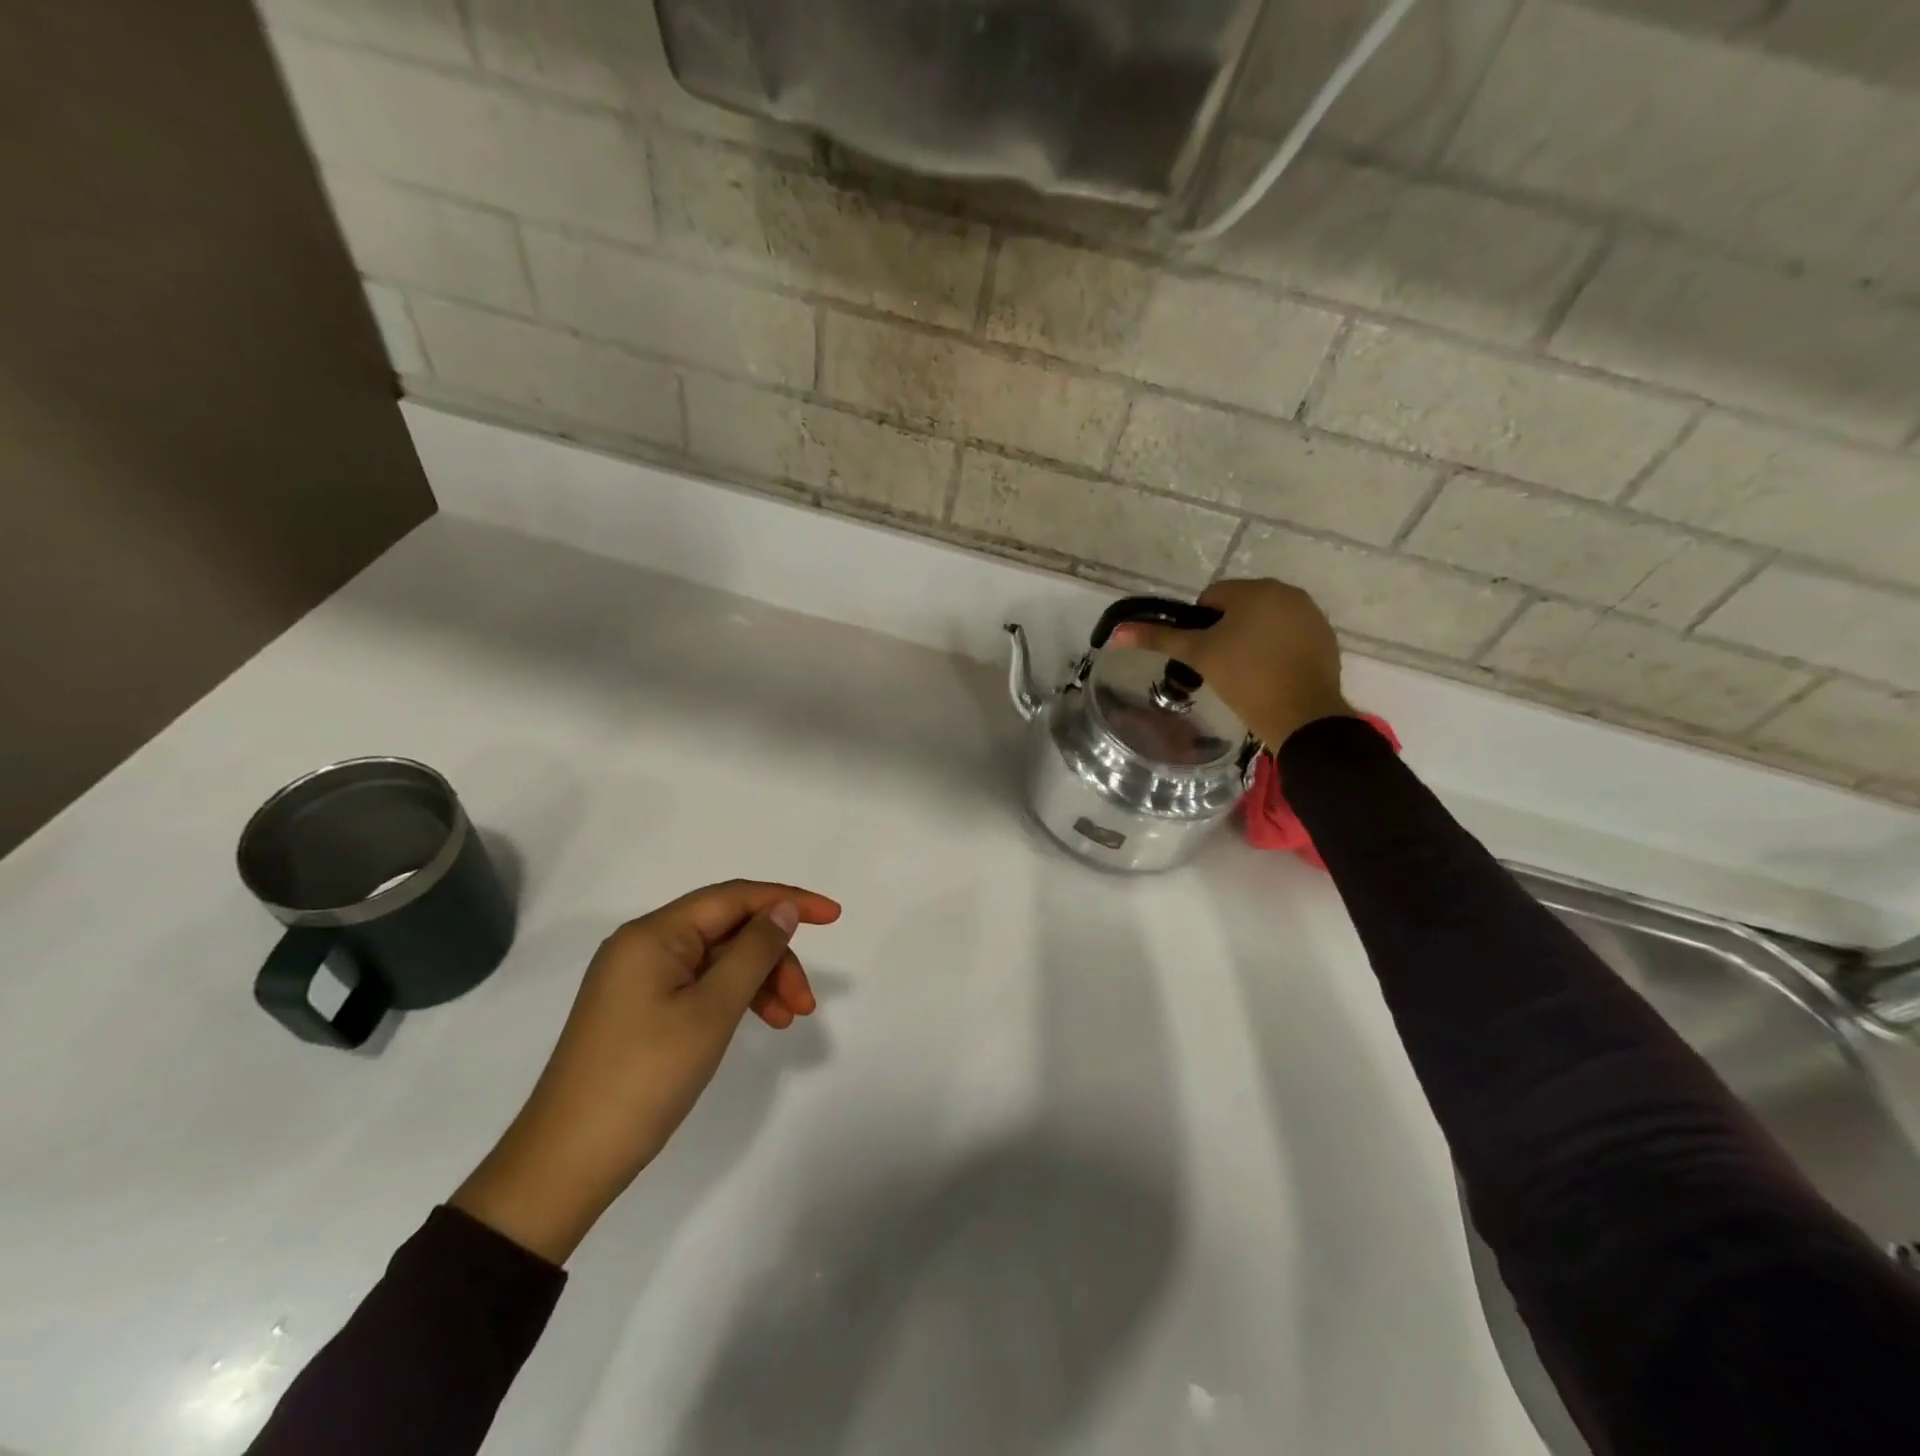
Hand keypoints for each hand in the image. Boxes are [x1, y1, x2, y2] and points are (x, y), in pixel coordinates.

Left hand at [451, 880, 841, 1262]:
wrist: (566, 1164)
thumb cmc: (645, 1077)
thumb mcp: (711, 1010)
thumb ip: (753, 951)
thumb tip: (782, 910)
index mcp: (654, 934)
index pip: (734, 897)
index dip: (788, 901)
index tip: (834, 917)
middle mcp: (644, 945)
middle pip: (728, 930)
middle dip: (774, 957)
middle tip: (806, 1003)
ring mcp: (639, 979)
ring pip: (718, 960)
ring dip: (759, 981)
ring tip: (788, 1020)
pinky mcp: (640, 1009)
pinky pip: (700, 985)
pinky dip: (734, 998)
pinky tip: (757, 1022)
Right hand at [1111, 578, 1353, 747]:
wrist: (1301, 715)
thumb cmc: (1245, 678)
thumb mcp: (1198, 655)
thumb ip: (1159, 638)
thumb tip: (1117, 633)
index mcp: (1255, 589)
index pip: (1212, 597)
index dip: (1200, 625)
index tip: (1203, 654)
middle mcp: (1287, 592)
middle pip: (1241, 606)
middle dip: (1227, 630)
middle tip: (1221, 665)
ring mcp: (1310, 614)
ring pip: (1265, 620)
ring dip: (1252, 638)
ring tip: (1245, 672)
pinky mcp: (1325, 637)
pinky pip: (1289, 635)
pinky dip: (1276, 649)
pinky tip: (1270, 674)